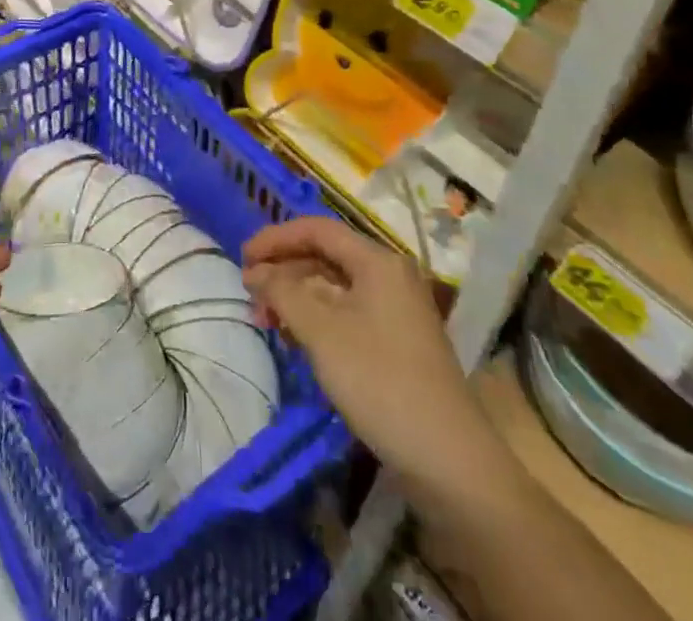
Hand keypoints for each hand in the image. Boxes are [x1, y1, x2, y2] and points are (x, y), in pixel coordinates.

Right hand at [242, 217, 490, 497]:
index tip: (242, 258)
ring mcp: (396, 310)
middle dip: (284, 272)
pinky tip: (296, 340)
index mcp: (377, 261)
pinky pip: (347, 313)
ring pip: (334, 288)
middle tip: (251, 297)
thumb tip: (256, 272)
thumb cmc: (380, 381)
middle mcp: (389, 276)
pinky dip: (317, 320)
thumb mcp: (321, 332)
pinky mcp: (397, 342)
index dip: (275, 238)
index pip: (317, 230)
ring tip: (267, 322)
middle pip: (325, 257)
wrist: (450, 461)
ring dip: (296, 298)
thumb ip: (283, 292)